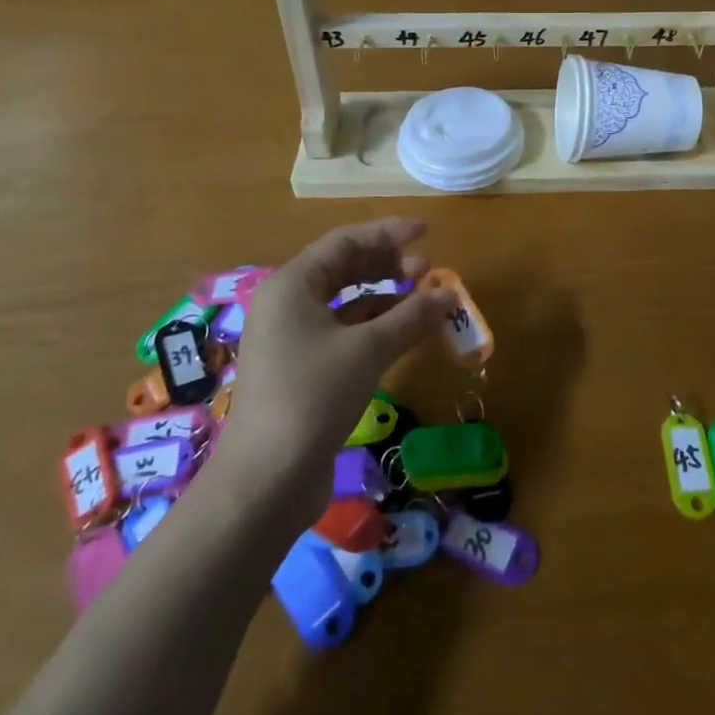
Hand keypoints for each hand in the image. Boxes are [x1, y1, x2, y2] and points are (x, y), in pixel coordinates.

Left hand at [210, 218, 456, 527]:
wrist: (264, 482)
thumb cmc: (313, 397)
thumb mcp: (369, 349)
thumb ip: (412, 315)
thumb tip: (451, 293)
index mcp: (292, 284)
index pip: (346, 241)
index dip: (389, 233)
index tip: (427, 232)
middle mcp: (287, 304)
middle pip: (344, 268)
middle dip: (388, 265)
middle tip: (428, 271)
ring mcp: (291, 339)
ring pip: (345, 302)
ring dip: (385, 297)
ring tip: (423, 301)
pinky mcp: (300, 370)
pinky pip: (343, 332)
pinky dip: (375, 327)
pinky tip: (403, 334)